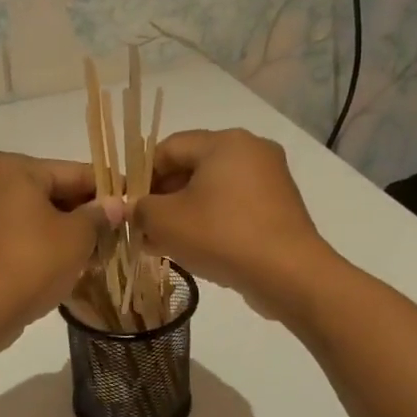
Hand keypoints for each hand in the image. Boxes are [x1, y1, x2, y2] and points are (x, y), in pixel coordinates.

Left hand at [0, 153, 123, 349]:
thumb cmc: (30, 263)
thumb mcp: (76, 238)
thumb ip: (98, 216)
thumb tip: (115, 205)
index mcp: (12, 168)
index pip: (72, 172)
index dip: (106, 189)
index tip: (131, 201)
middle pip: (48, 192)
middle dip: (81, 214)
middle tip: (113, 235)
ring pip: (30, 216)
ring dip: (60, 232)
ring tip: (91, 255)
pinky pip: (12, 235)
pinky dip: (36, 245)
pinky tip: (59, 266)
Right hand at [132, 129, 333, 314]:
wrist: (288, 274)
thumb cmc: (221, 236)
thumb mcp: (165, 221)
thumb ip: (140, 209)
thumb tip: (134, 210)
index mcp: (224, 142)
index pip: (169, 147)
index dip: (141, 175)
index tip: (128, 205)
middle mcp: (251, 151)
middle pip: (192, 168)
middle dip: (162, 198)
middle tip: (142, 228)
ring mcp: (270, 180)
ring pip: (213, 190)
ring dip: (184, 213)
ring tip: (163, 243)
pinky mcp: (279, 208)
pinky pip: (234, 207)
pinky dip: (211, 222)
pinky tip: (195, 249)